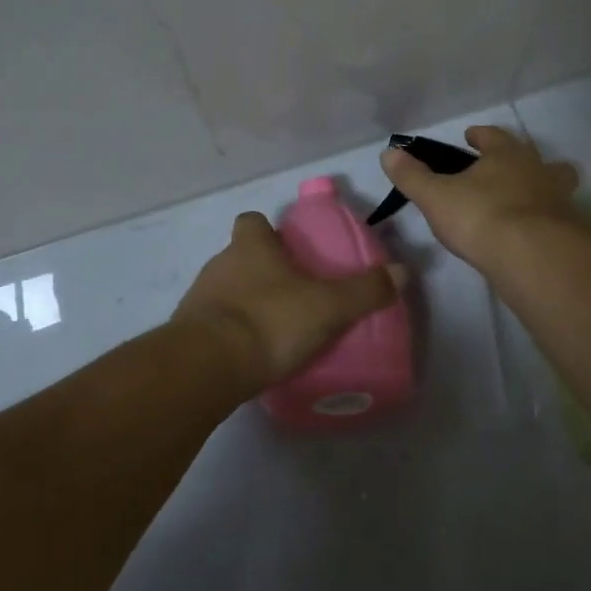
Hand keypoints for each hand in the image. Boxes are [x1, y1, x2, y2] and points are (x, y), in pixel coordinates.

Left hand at [173, 211, 402, 393]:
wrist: (206, 368)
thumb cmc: (268, 322)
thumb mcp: (327, 307)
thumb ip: (365, 291)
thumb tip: (402, 270)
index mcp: (250, 246)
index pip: (252, 221)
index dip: (269, 231)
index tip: (290, 251)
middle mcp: (220, 264)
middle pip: (240, 256)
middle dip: (263, 271)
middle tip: (294, 296)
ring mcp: (199, 299)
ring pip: (226, 290)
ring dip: (246, 303)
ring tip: (276, 330)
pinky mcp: (188, 334)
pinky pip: (214, 325)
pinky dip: (231, 334)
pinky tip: (252, 356)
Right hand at [380, 125, 581, 270]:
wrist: (535, 257)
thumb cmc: (481, 216)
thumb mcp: (435, 197)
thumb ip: (412, 176)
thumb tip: (389, 153)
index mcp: (506, 154)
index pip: (492, 136)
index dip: (480, 136)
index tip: (471, 136)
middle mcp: (537, 170)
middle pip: (532, 157)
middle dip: (519, 161)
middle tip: (504, 170)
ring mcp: (559, 200)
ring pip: (554, 186)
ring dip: (540, 190)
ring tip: (523, 204)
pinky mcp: (570, 232)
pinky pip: (558, 220)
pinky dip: (546, 223)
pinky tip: (532, 236)